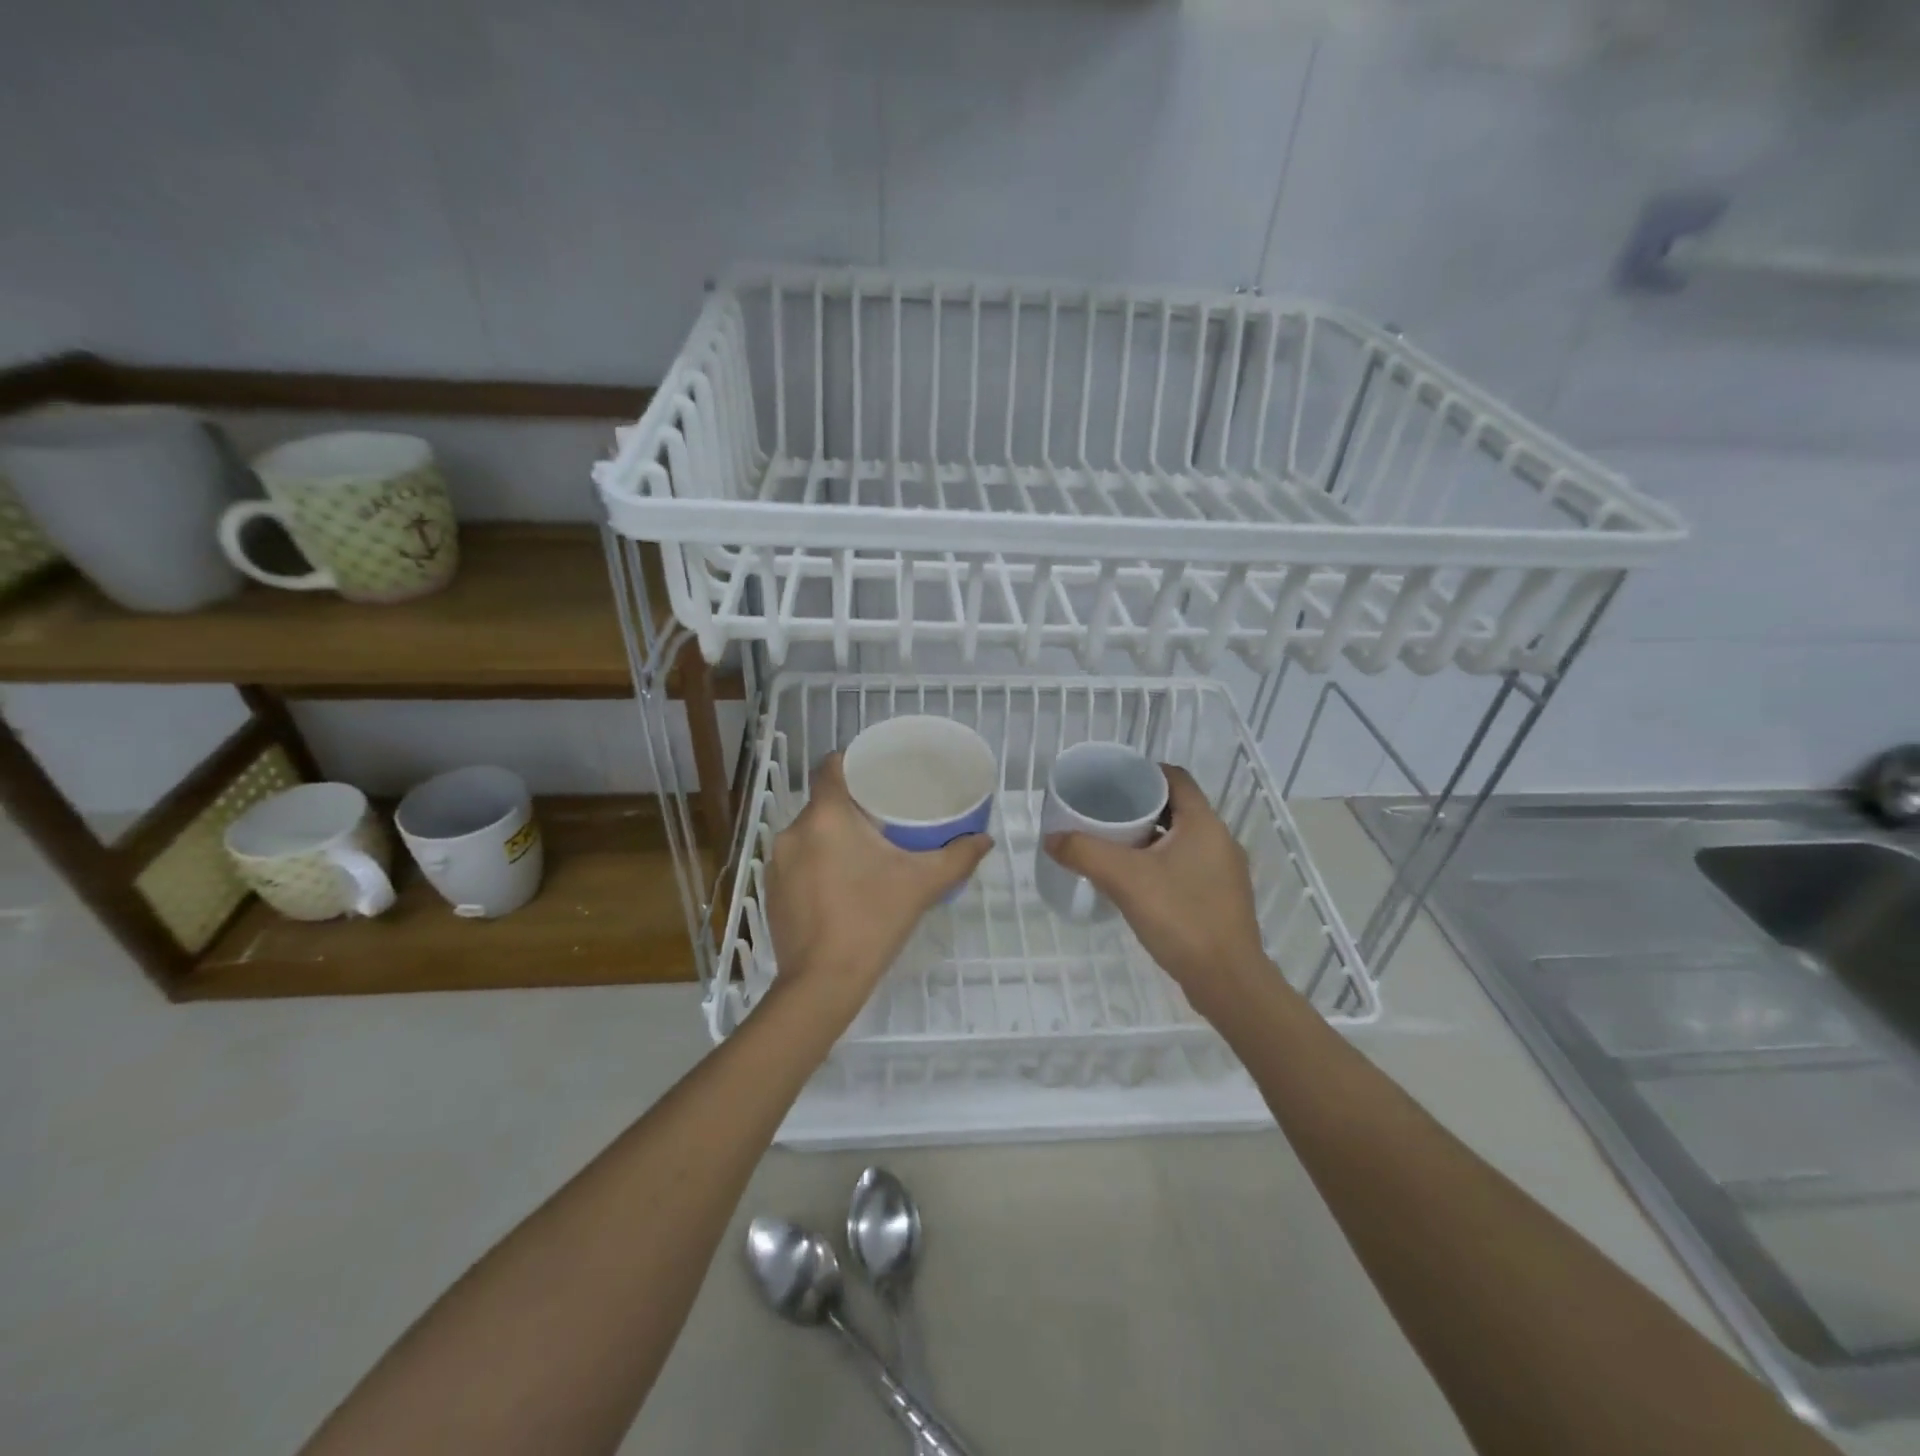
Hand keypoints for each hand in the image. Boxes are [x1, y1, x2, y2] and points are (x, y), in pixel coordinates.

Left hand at [765, 754, 992, 1014]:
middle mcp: (794, 831)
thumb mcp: (923, 884)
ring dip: (834, 837)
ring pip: (810, 833)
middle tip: (885, 817)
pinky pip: (798, 861)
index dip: (853, 762)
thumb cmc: (872, 920)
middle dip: (852, 806)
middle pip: (823, 801)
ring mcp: (777, 863)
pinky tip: (841, 885)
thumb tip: (985, 840)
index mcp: (826, 816)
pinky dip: (818, 863)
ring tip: (866, 852)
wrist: (822, 982)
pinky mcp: (772, 891)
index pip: (831, 767)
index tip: (878, 773)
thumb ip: (957, 857)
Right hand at [1043, 766, 1269, 1013]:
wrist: (1226, 980)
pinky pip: (1187, 864)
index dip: (1144, 772)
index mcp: (1204, 823)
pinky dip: (1162, 861)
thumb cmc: (1180, 916)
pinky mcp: (1221, 897)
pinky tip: (1137, 881)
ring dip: (1150, 836)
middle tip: (1104, 814)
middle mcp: (1219, 839)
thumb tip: (1051, 838)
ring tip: (1114, 846)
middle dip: (1140, 807)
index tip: (1112, 781)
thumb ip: (1084, 853)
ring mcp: (1224, 870)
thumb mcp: (1124, 879)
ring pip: (1181, 838)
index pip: (1176, 778)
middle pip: (1177, 807)